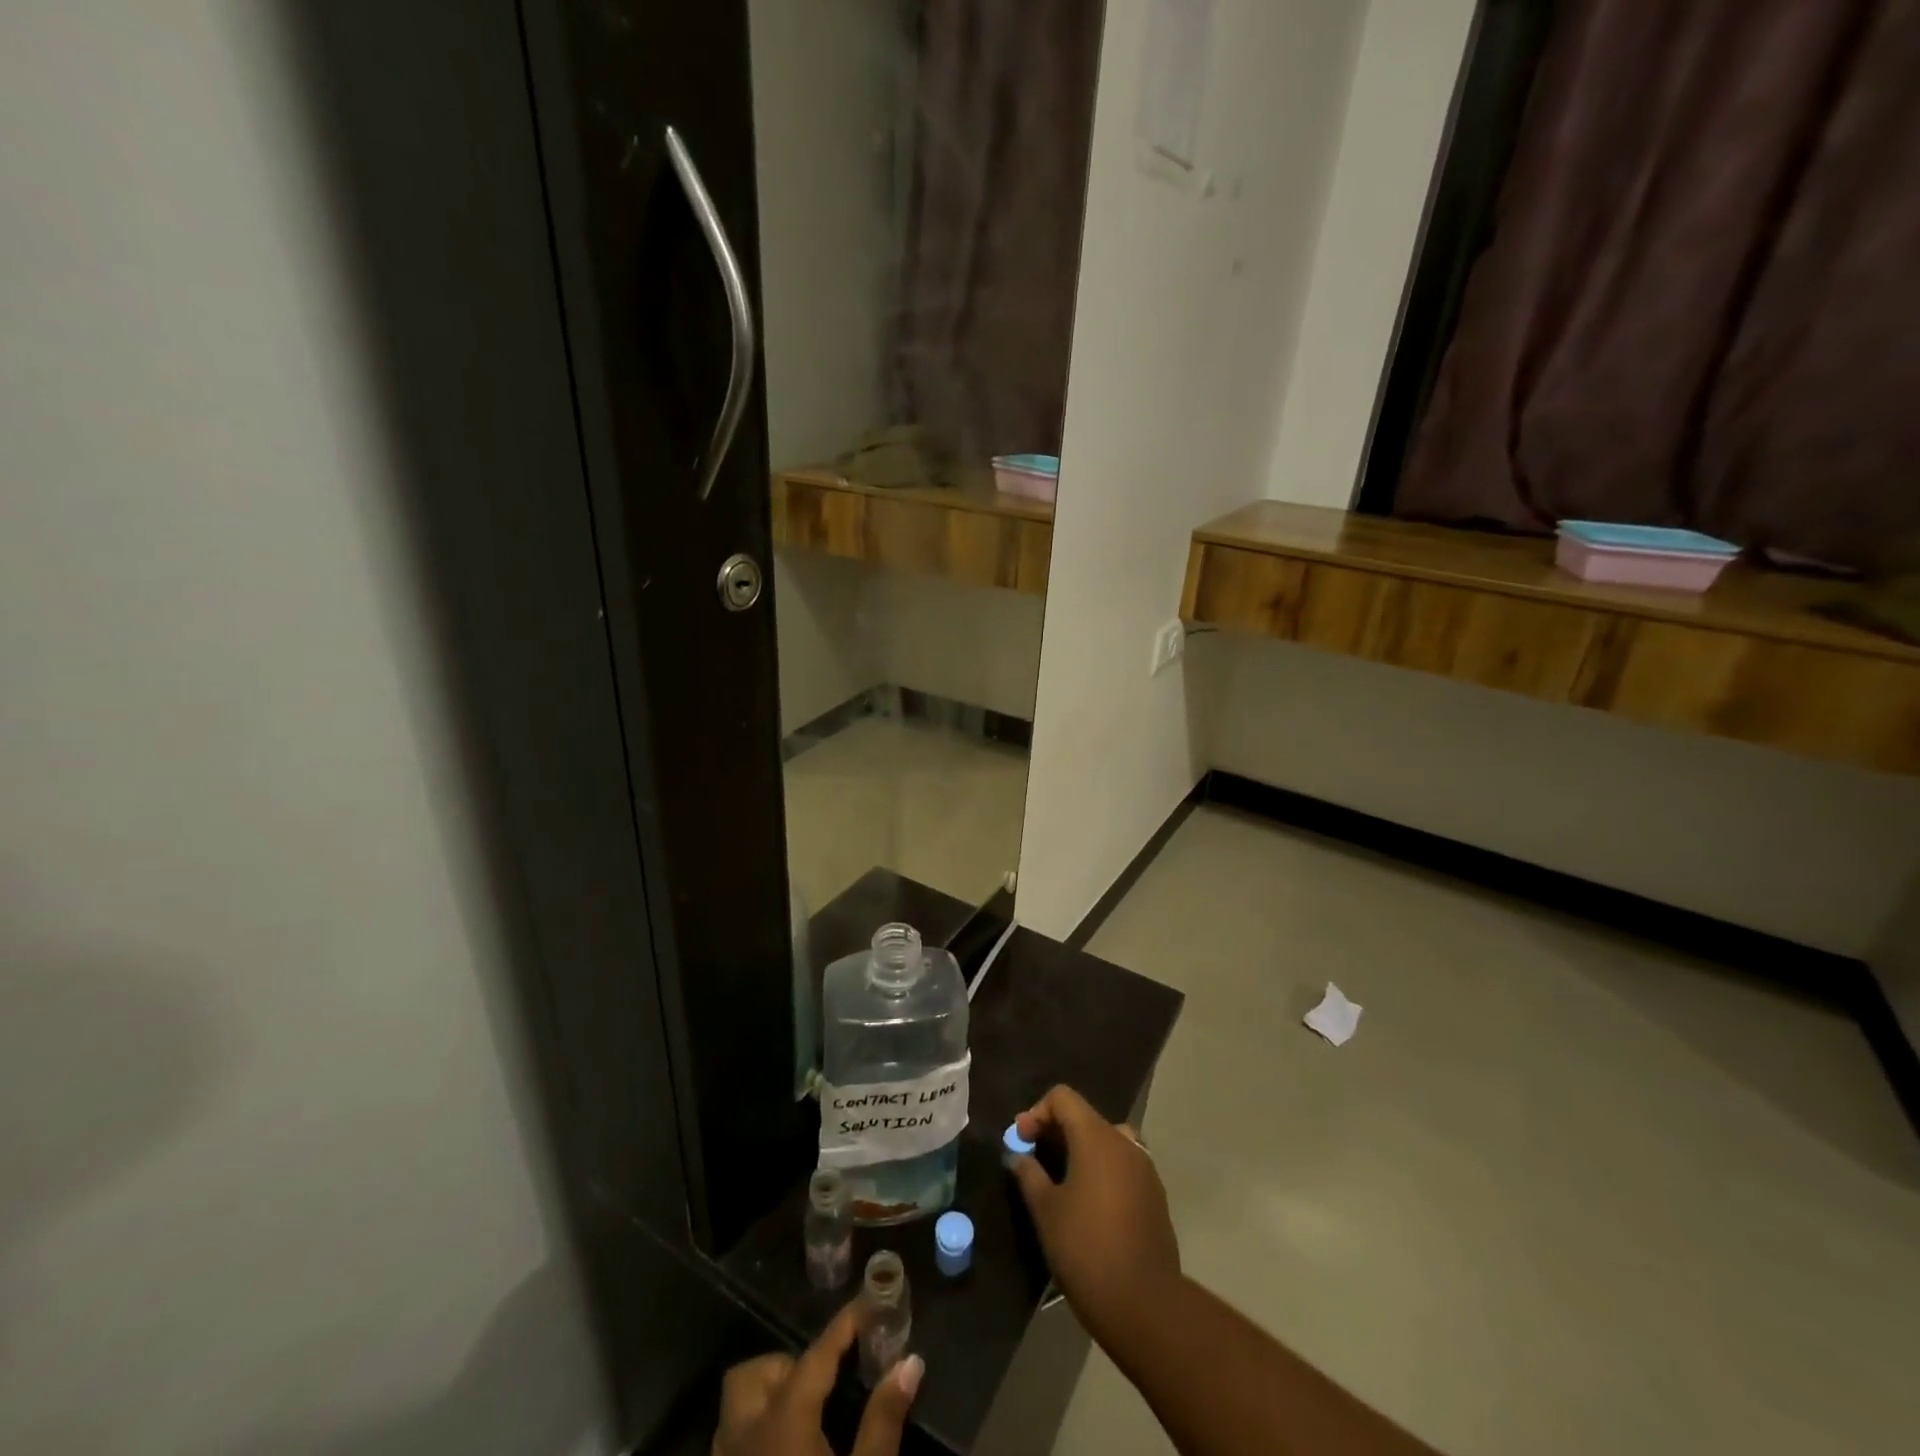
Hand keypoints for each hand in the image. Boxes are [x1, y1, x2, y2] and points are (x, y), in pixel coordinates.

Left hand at [711, 1302, 922, 1455]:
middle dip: (785, 1367)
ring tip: (808, 1423)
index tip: (868, 1302)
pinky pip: (732, 1448)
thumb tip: (910, 1362)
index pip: (817, 1354)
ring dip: (767, 1401)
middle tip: (824, 1385)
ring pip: (736, 1412)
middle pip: (751, 1376)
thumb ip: (884, 1421)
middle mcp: (745, 1437)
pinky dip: (756, 1436)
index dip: (844, 1325)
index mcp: (783, 1423)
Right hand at [1010, 1085, 1181, 1348]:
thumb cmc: (1086, 1249)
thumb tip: (1018, 1155)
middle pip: (1085, 1117)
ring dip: (1080, 1150)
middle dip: (1055, 1131)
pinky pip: (1122, 1165)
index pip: (1063, 1097)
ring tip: (1060, 1180)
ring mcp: (1144, 1168)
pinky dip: (1101, 1169)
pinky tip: (1088, 1203)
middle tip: (1034, 1159)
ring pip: (1106, 1140)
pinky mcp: (1155, 1195)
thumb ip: (1028, 1174)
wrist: (1145, 1304)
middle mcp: (1124, 1142)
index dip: (1037, 1112)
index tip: (1021, 1141)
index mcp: (1096, 1137)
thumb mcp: (1045, 1211)